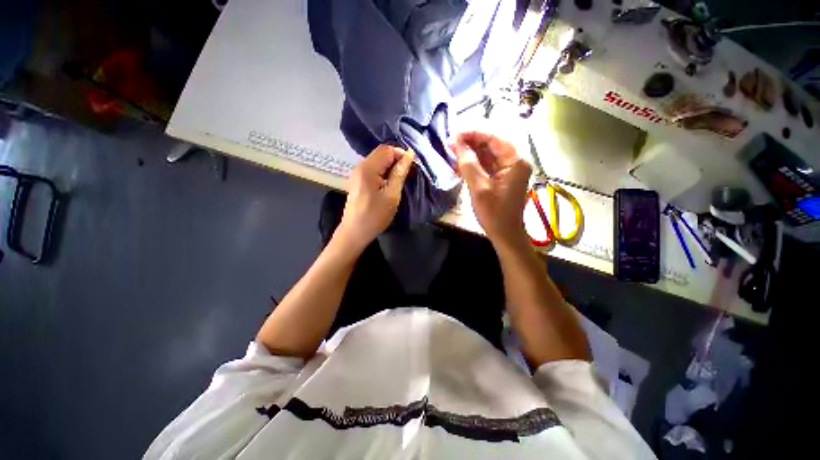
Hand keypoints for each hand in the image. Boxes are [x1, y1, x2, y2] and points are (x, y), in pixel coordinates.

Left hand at [336, 144, 414, 250]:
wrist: (355, 232)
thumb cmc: (375, 215)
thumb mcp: (392, 195)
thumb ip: (399, 173)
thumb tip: (408, 155)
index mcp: (368, 168)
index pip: (387, 150)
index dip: (401, 154)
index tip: (413, 166)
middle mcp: (360, 166)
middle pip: (381, 153)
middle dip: (397, 160)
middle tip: (408, 173)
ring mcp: (358, 173)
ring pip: (378, 161)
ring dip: (391, 167)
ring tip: (401, 179)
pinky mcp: (358, 180)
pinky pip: (374, 169)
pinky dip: (384, 172)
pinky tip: (390, 183)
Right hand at [452, 132, 531, 247]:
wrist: (505, 234)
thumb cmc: (494, 213)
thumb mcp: (479, 189)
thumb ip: (469, 166)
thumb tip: (458, 146)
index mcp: (515, 162)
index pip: (494, 139)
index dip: (474, 134)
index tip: (456, 135)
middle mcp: (514, 163)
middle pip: (491, 146)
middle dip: (471, 143)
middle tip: (451, 143)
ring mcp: (508, 171)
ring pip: (488, 155)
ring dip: (471, 153)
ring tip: (452, 151)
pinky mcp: (501, 180)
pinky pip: (487, 166)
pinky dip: (474, 164)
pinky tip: (460, 163)